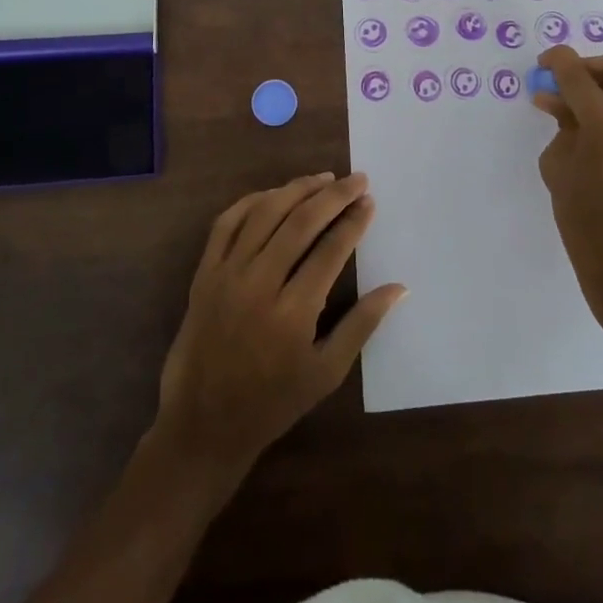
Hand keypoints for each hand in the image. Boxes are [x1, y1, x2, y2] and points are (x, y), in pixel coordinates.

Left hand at [155, 172, 406, 476]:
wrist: (202, 424)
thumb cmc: (271, 403)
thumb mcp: (326, 374)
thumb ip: (362, 325)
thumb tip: (399, 287)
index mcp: (293, 313)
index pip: (331, 250)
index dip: (354, 221)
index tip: (370, 201)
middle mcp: (259, 284)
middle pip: (300, 222)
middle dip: (334, 195)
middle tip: (357, 179)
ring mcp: (227, 274)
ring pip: (265, 213)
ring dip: (296, 189)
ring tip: (324, 178)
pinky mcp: (204, 273)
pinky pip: (226, 223)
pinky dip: (252, 201)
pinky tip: (275, 194)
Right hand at [532, 46, 602, 328]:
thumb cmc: (586, 222)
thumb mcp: (559, 167)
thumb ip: (562, 125)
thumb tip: (559, 101)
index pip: (580, 75)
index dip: (558, 62)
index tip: (544, 63)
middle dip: (593, 68)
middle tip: (568, 84)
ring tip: (578, 109)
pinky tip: (597, 130)